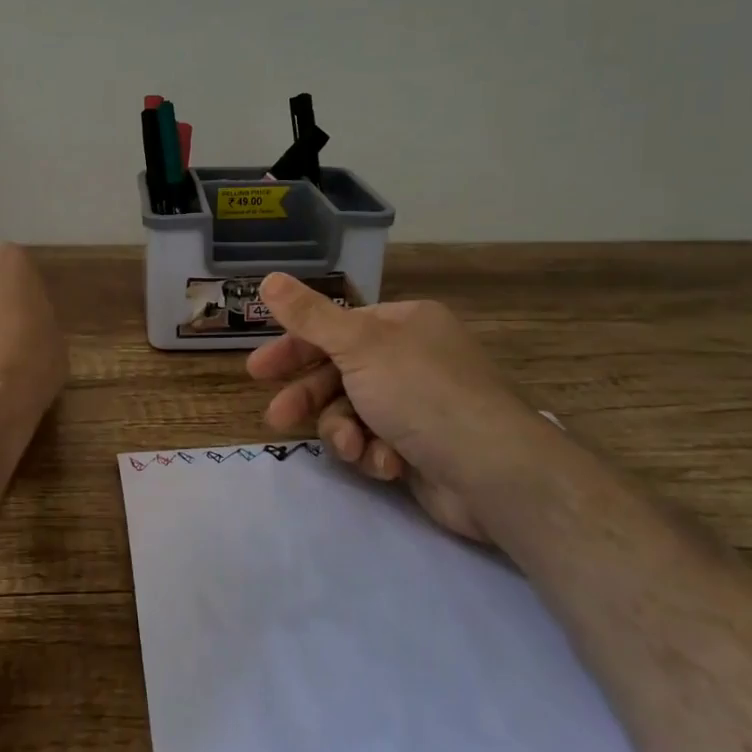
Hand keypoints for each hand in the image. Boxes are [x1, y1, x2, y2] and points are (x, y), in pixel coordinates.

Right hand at [247, 273, 552, 541]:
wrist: (493, 473)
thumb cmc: (422, 394)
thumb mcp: (358, 346)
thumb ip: (309, 316)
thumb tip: (268, 277)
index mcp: (404, 324)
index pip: (335, 329)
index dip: (294, 348)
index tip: (258, 370)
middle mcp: (412, 359)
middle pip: (340, 373)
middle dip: (310, 399)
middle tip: (276, 417)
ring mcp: (417, 405)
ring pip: (353, 413)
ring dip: (346, 432)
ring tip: (353, 448)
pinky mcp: (420, 447)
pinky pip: (376, 444)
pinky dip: (375, 454)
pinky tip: (387, 465)